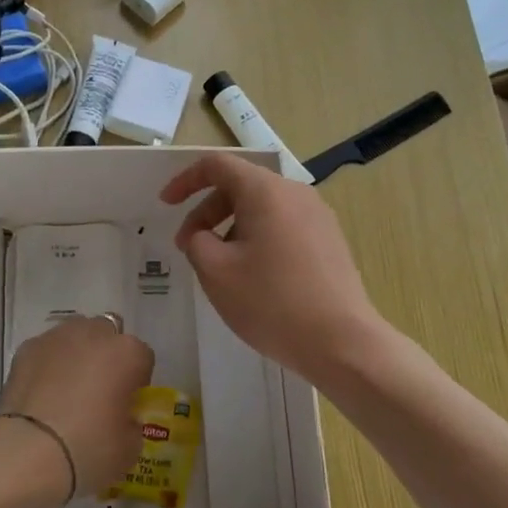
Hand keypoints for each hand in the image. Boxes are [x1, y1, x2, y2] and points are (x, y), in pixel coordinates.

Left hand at [0, 315, 151, 506]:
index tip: (128, 404)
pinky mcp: (26, 349)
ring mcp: (56, 337)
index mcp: (127, 353)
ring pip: (74, 337)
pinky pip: (46, 351)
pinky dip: (47, 365)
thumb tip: (121, 418)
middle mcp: (93, 334)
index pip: (143, 357)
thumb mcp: (129, 448)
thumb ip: (131, 423)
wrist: (27, 454)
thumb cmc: (88, 450)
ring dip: (76, 355)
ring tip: (66, 391)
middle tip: (98, 392)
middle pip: (108, 336)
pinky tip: (41, 394)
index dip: (137, 382)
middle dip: (106, 357)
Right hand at [160, 153, 386, 382]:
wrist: (342, 342)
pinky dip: (258, 239)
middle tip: (188, 248)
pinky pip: (284, 226)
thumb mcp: (216, 272)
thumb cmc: (271, 302)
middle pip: (241, 186)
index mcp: (266, 191)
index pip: (217, 166)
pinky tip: (253, 277)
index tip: (166, 204)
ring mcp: (318, 217)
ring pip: (263, 208)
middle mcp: (295, 193)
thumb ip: (197, 242)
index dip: (185, 181)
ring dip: (231, 228)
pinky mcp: (330, 241)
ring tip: (220, 268)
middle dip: (206, 212)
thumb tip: (204, 235)